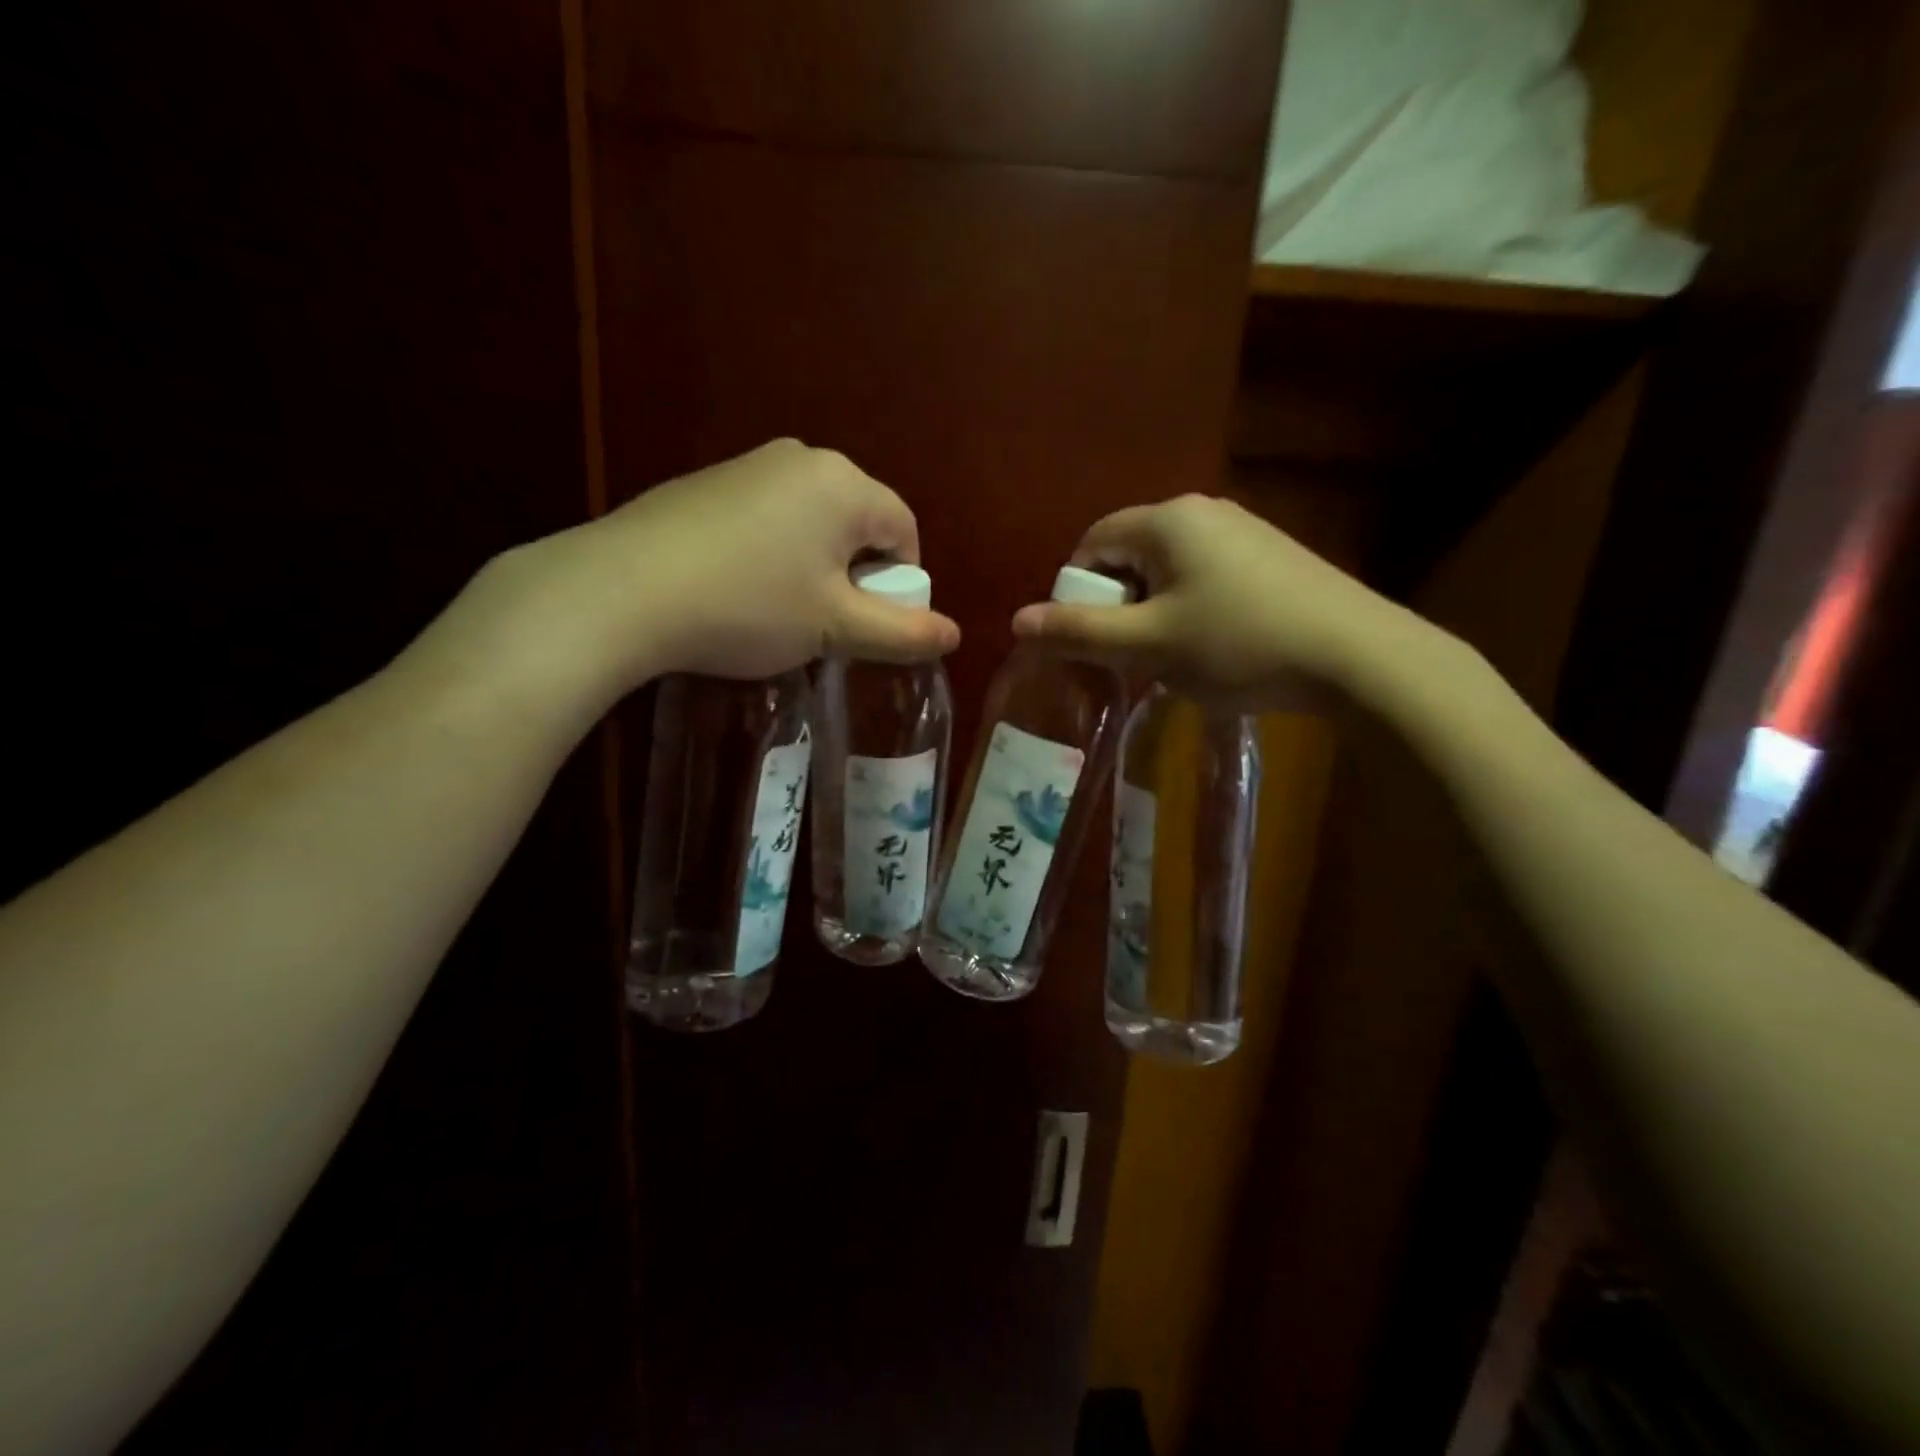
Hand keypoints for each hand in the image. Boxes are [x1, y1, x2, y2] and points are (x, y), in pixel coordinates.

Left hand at [441, 441, 960, 723]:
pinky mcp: (706, 484)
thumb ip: (902, 632)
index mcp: (844, 483)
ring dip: (815, 567)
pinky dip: (773, 554)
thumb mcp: (835, 628)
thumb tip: (954, 634)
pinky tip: (740, 591)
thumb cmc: (750, 606)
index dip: (900, 583)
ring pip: (811, 522)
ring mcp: (749, 465)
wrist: (623, 591)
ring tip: (782, 613)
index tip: (871, 625)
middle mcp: (801, 458)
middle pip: (858, 522)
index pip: (904, 529)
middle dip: (857, 575)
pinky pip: (767, 518)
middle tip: (828, 624)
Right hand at [1011, 495, 1425, 710]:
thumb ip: (1079, 631)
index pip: (1093, 543)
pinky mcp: (1272, 557)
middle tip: (1128, 656)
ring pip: (1169, 570)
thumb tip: (1017, 621)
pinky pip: (1206, 577)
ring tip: (1171, 659)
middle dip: (1117, 605)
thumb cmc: (1238, 645)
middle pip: (1131, 554)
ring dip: (1153, 613)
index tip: (1087, 639)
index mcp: (1167, 519)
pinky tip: (1214, 649)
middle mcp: (1204, 511)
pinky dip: (1190, 610)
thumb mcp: (1148, 644)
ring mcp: (1245, 531)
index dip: (1076, 592)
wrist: (1358, 658)